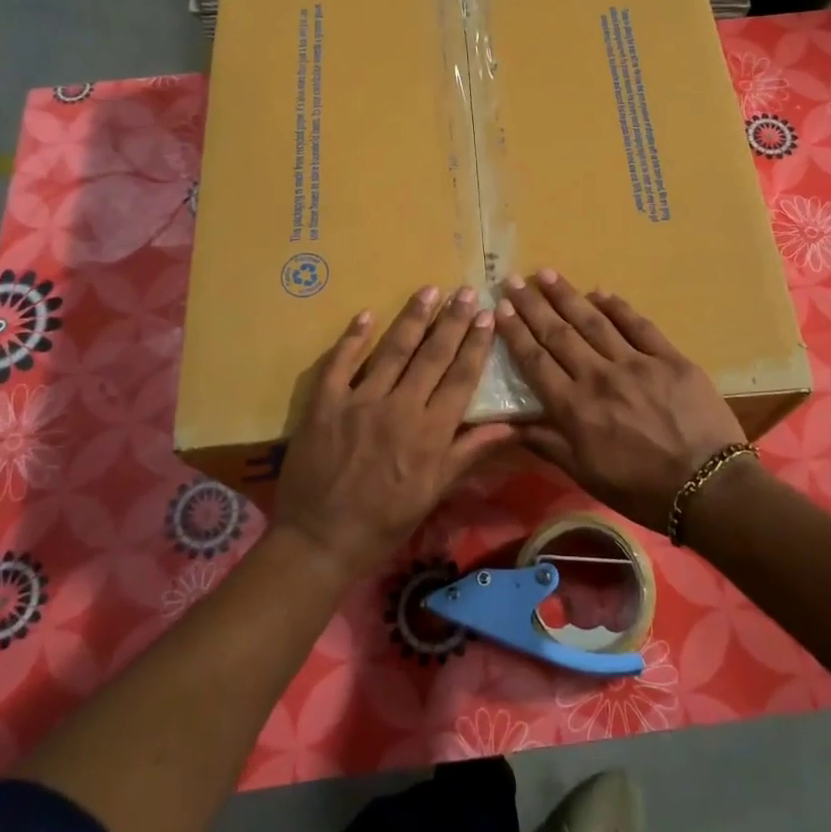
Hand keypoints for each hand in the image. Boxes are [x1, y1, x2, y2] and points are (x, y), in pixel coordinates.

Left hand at [272, 285, 514, 582]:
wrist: (320, 541)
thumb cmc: (384, 522)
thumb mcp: (434, 492)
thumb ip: (469, 452)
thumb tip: (511, 426)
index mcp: (430, 433)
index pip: (460, 378)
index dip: (476, 345)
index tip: (488, 316)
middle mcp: (399, 408)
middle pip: (432, 355)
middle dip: (453, 321)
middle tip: (467, 291)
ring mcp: (359, 401)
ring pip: (392, 350)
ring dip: (413, 318)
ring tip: (429, 290)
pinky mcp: (324, 403)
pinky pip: (340, 363)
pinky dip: (353, 337)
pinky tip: (366, 315)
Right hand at [495, 270, 747, 531]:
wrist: (707, 488)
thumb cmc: (641, 489)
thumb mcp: (585, 475)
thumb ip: (547, 444)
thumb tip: (508, 424)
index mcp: (575, 408)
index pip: (536, 361)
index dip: (515, 333)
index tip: (499, 309)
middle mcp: (599, 377)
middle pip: (559, 334)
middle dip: (533, 305)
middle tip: (514, 280)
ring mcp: (636, 363)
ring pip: (594, 322)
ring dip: (568, 296)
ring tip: (548, 274)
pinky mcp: (669, 358)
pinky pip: (639, 325)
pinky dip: (618, 307)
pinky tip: (601, 292)